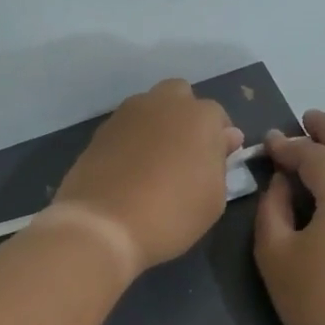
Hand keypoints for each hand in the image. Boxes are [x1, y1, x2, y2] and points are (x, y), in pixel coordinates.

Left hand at [53, 79, 243, 272]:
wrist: (103, 225)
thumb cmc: (171, 214)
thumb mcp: (214, 199)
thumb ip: (221, 162)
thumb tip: (224, 138)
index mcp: (200, 117)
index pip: (217, 118)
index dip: (217, 141)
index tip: (213, 166)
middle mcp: (163, 103)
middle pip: (180, 98)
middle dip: (185, 119)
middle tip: (183, 156)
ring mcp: (127, 114)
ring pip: (149, 109)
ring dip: (156, 127)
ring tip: (153, 164)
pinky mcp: (100, 131)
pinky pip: (125, 128)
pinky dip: (131, 141)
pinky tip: (128, 170)